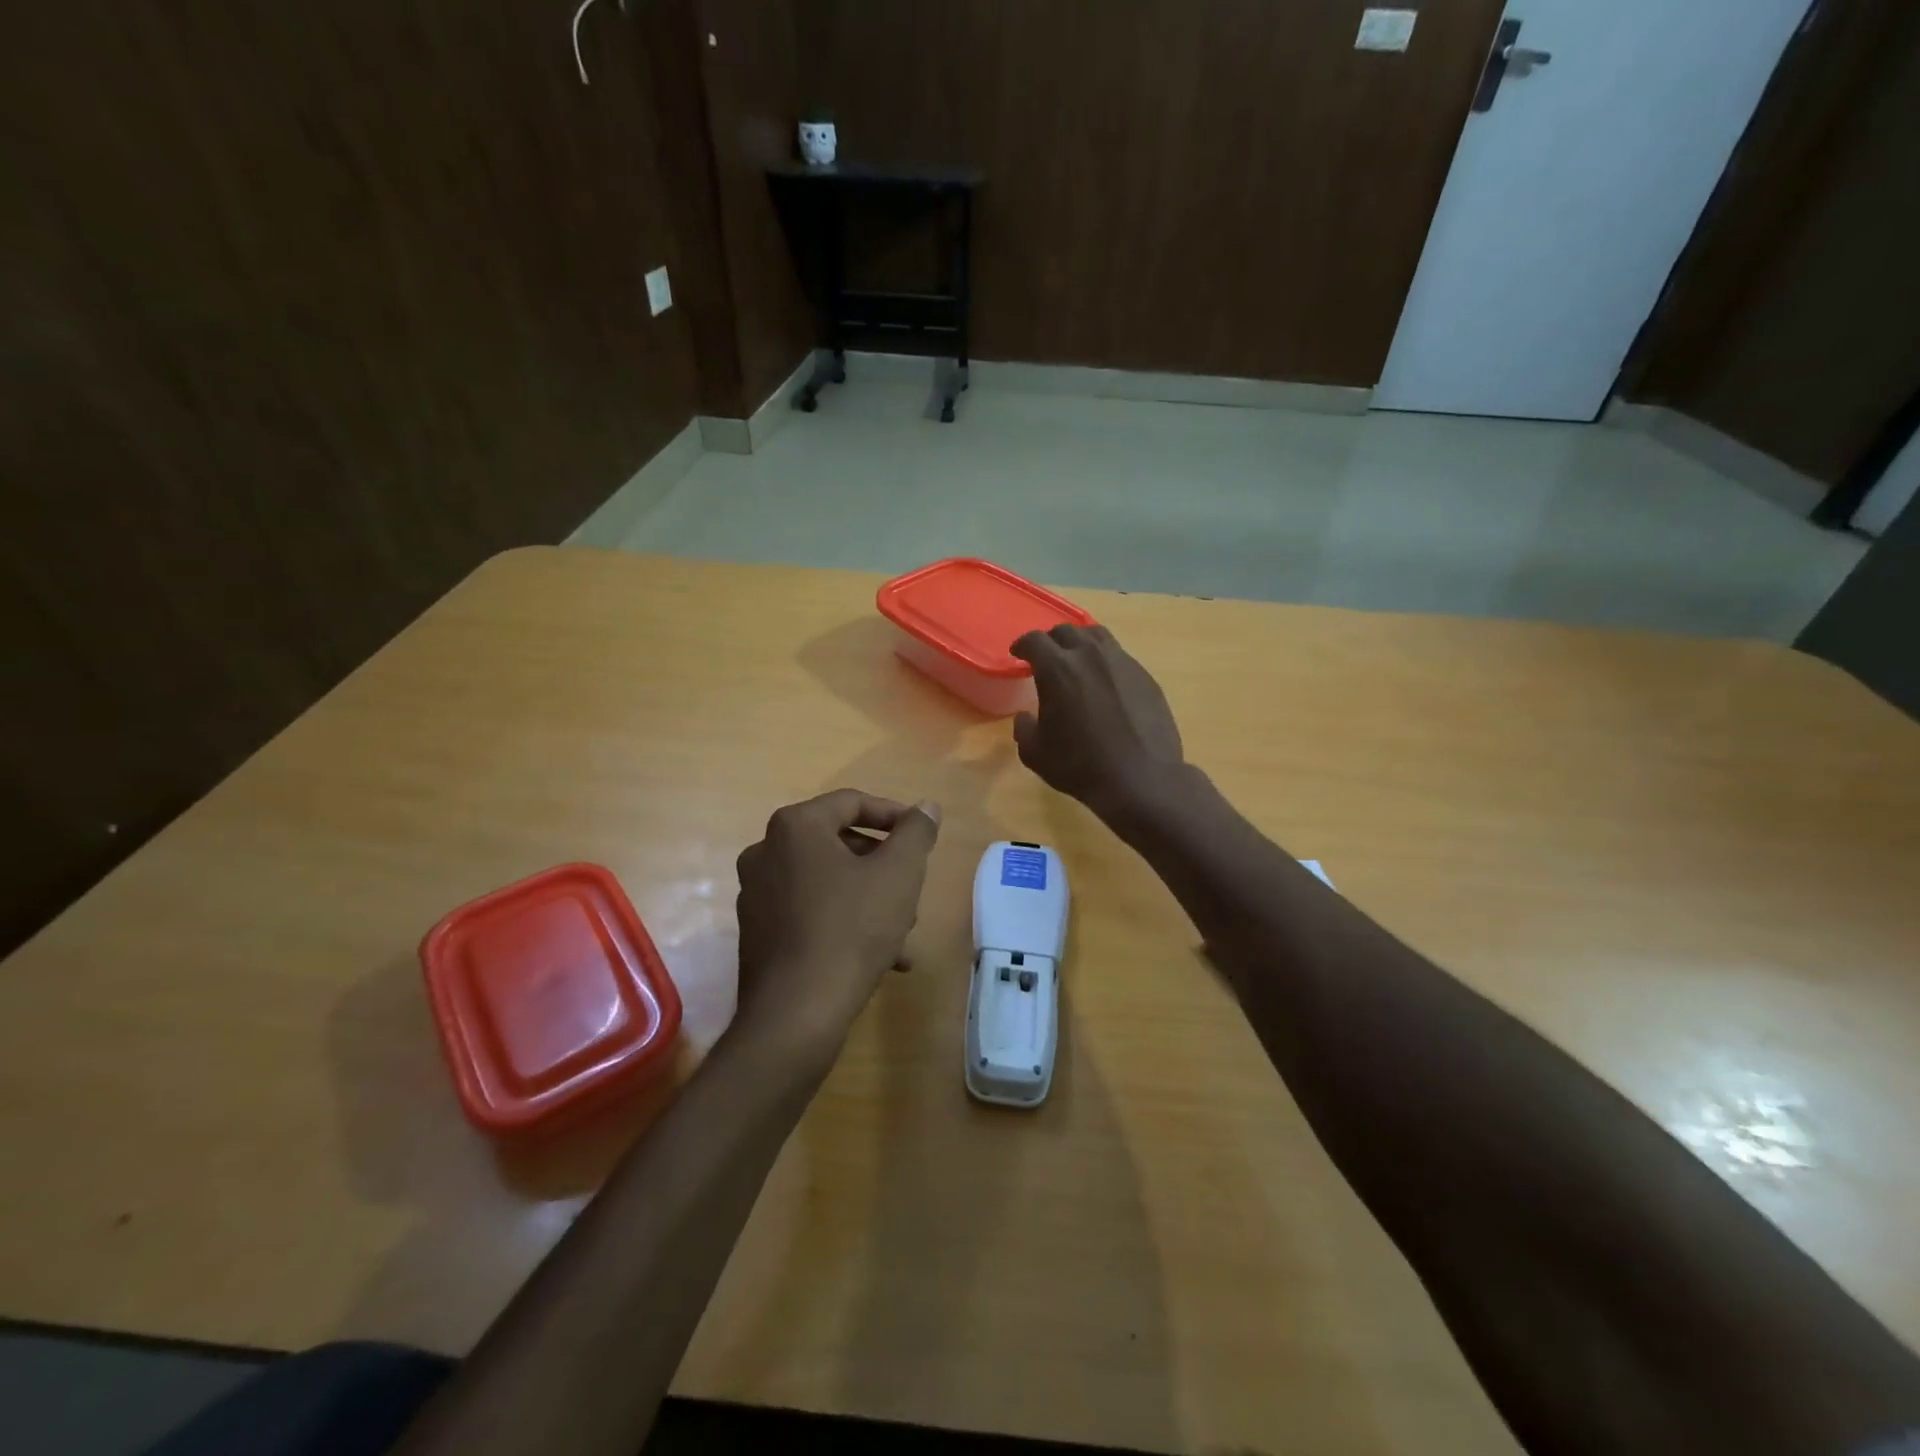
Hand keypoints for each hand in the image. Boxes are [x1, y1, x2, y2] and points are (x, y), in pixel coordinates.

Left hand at [733, 789, 941, 1051]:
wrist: (796, 1014)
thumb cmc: (851, 929)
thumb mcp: (899, 874)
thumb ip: (916, 832)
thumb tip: (926, 807)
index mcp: (795, 827)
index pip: (852, 802)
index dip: (894, 815)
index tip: (923, 836)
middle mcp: (766, 852)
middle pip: (839, 844)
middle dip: (883, 866)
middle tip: (913, 889)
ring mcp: (756, 895)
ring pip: (828, 883)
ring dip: (869, 899)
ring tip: (904, 932)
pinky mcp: (757, 934)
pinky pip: (810, 913)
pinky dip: (845, 923)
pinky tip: (882, 959)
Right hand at [1011, 624, 1184, 818]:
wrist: (1140, 778)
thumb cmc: (1080, 766)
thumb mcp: (1035, 753)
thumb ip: (1024, 729)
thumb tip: (1025, 717)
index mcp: (1058, 668)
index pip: (1034, 640)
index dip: (1022, 644)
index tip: (1018, 653)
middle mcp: (1090, 655)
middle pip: (1067, 631)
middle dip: (1052, 641)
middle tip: (1047, 657)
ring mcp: (1122, 662)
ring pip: (1097, 636)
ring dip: (1081, 643)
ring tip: (1078, 660)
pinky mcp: (1145, 676)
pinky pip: (1120, 657)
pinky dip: (1106, 662)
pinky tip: (1105, 683)